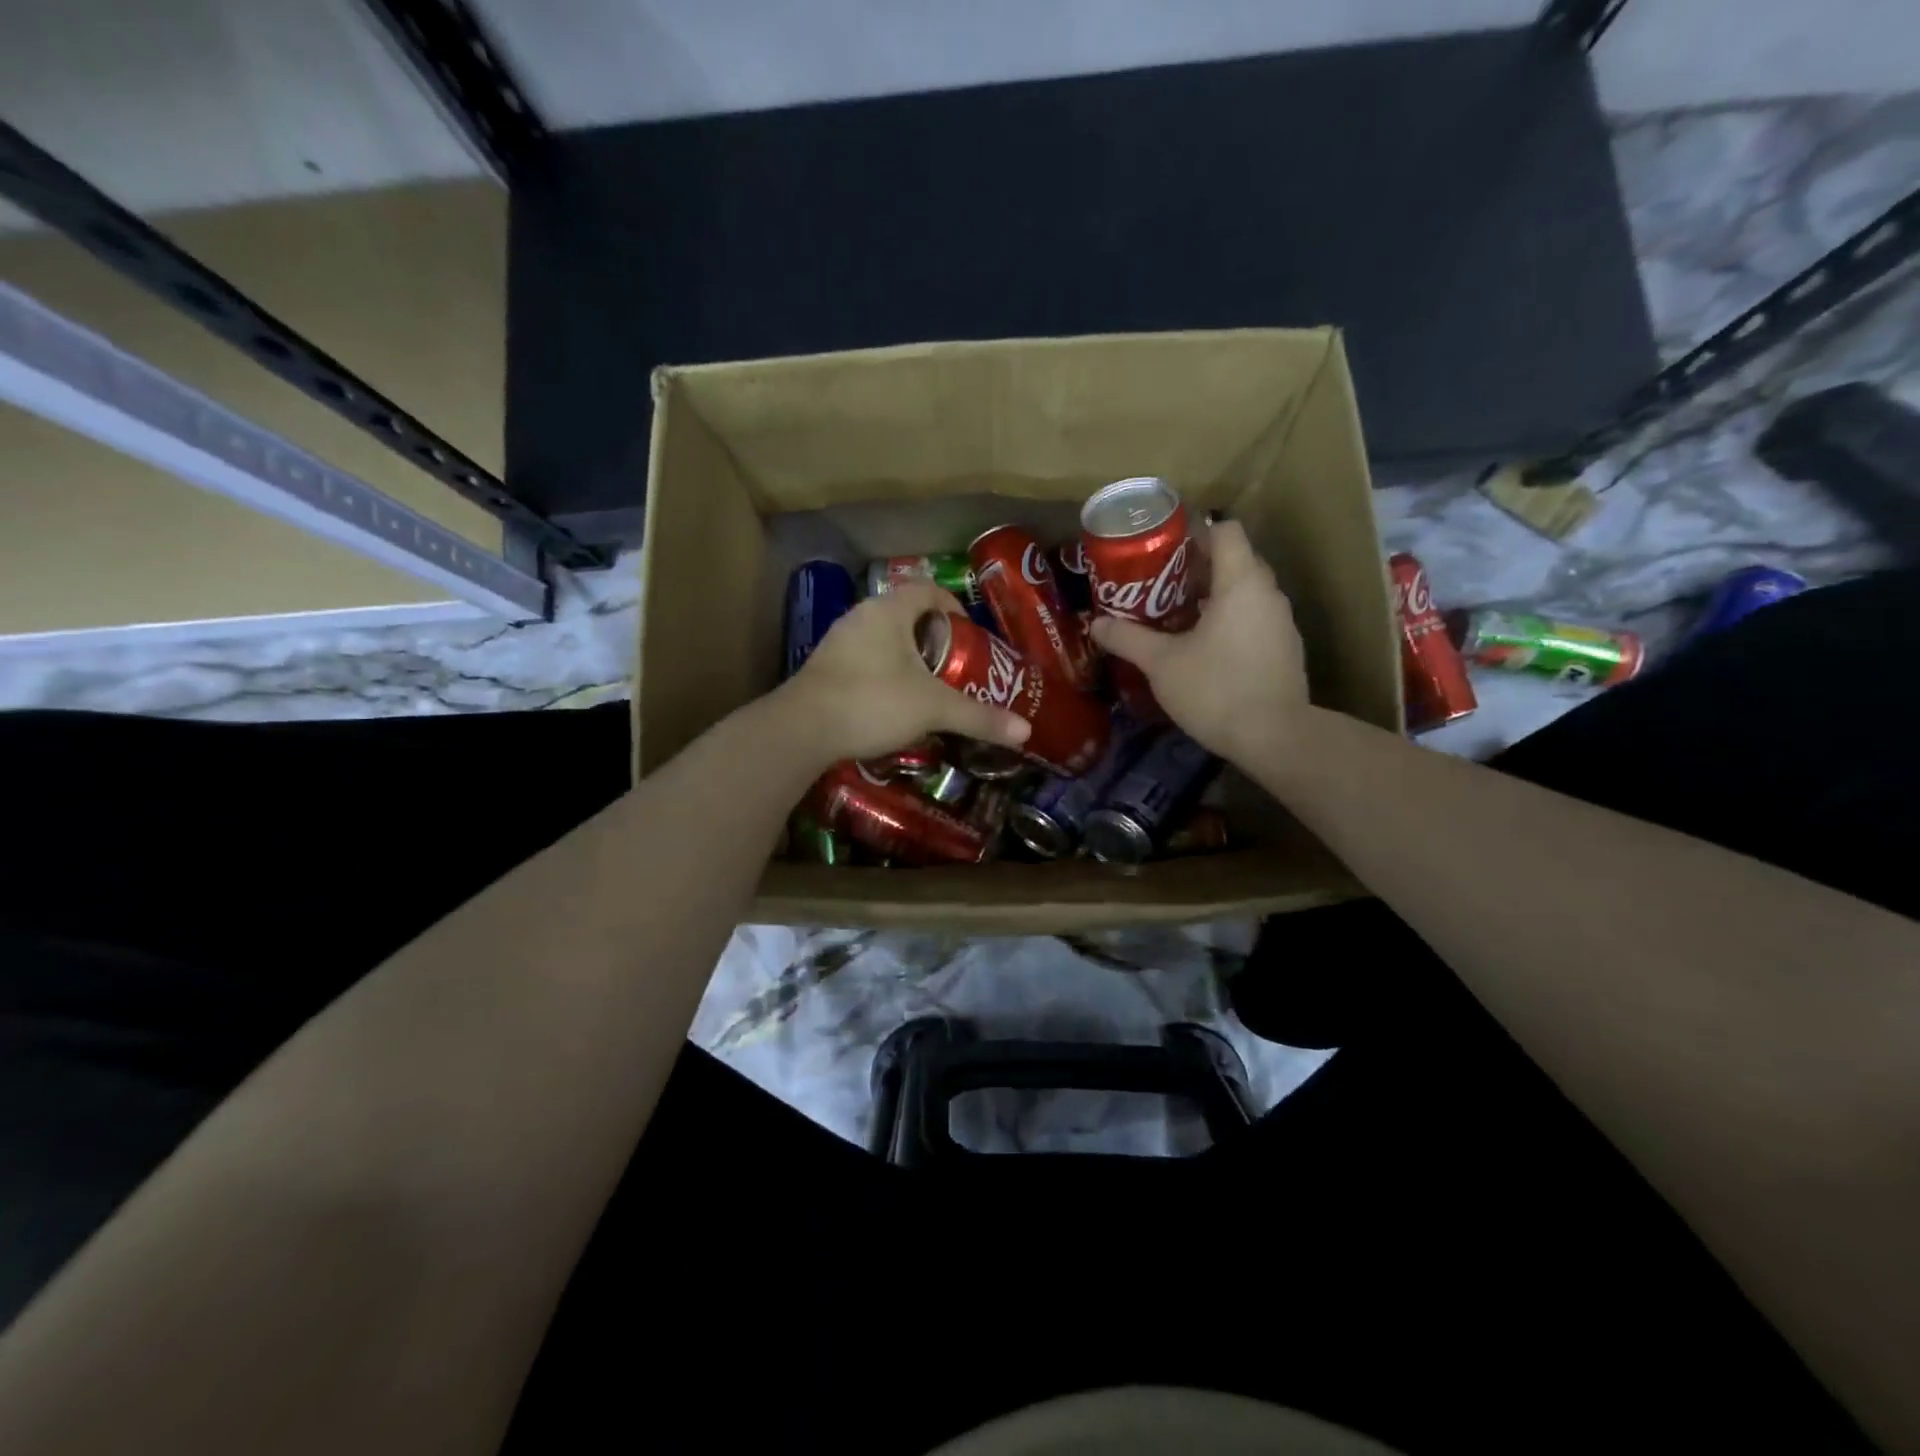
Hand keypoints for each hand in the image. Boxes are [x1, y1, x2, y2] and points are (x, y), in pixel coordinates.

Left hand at [780, 580, 1031, 763]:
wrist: (802, 729)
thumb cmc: (873, 702)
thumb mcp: (933, 709)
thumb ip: (979, 717)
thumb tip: (1025, 732)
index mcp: (889, 610)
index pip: (928, 590)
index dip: (953, 608)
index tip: (969, 636)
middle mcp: (861, 616)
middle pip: (906, 615)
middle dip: (934, 638)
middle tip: (955, 665)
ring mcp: (838, 641)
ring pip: (883, 639)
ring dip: (907, 657)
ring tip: (928, 687)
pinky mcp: (824, 667)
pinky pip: (864, 659)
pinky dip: (883, 672)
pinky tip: (892, 703)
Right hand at [1089, 520, 1308, 762]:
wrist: (1276, 738)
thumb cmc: (1216, 688)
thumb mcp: (1161, 664)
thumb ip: (1128, 639)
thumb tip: (1096, 624)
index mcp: (1241, 582)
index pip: (1226, 531)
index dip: (1195, 532)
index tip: (1164, 549)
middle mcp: (1268, 593)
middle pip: (1235, 561)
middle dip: (1198, 567)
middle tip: (1159, 585)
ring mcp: (1282, 623)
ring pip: (1245, 593)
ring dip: (1213, 597)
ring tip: (1175, 616)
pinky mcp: (1285, 650)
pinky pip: (1254, 619)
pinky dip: (1230, 622)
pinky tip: (1203, 648)